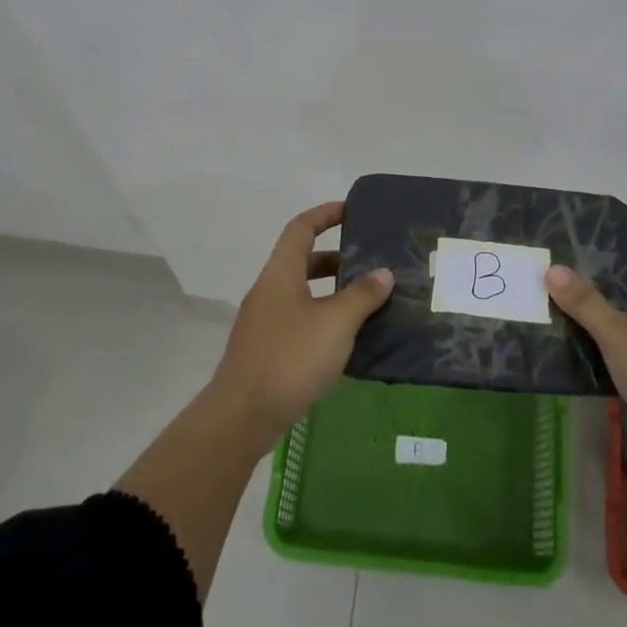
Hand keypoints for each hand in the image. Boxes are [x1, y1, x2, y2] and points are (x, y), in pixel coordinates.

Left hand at [208, 201, 393, 440]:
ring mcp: (264, 322)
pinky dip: (323, 319)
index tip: (352, 211)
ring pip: (302, 294)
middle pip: (302, 261)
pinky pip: (299, 321)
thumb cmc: (291, 357)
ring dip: (332, 292)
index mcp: (280, 274)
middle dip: (336, 258)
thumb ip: (362, 295)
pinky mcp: (266, 350)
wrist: (243, 415)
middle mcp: (268, 291)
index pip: (301, 228)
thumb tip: (383, 273)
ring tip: (367, 302)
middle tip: (370, 263)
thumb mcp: (336, 322)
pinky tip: (346, 339)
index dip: (326, 214)